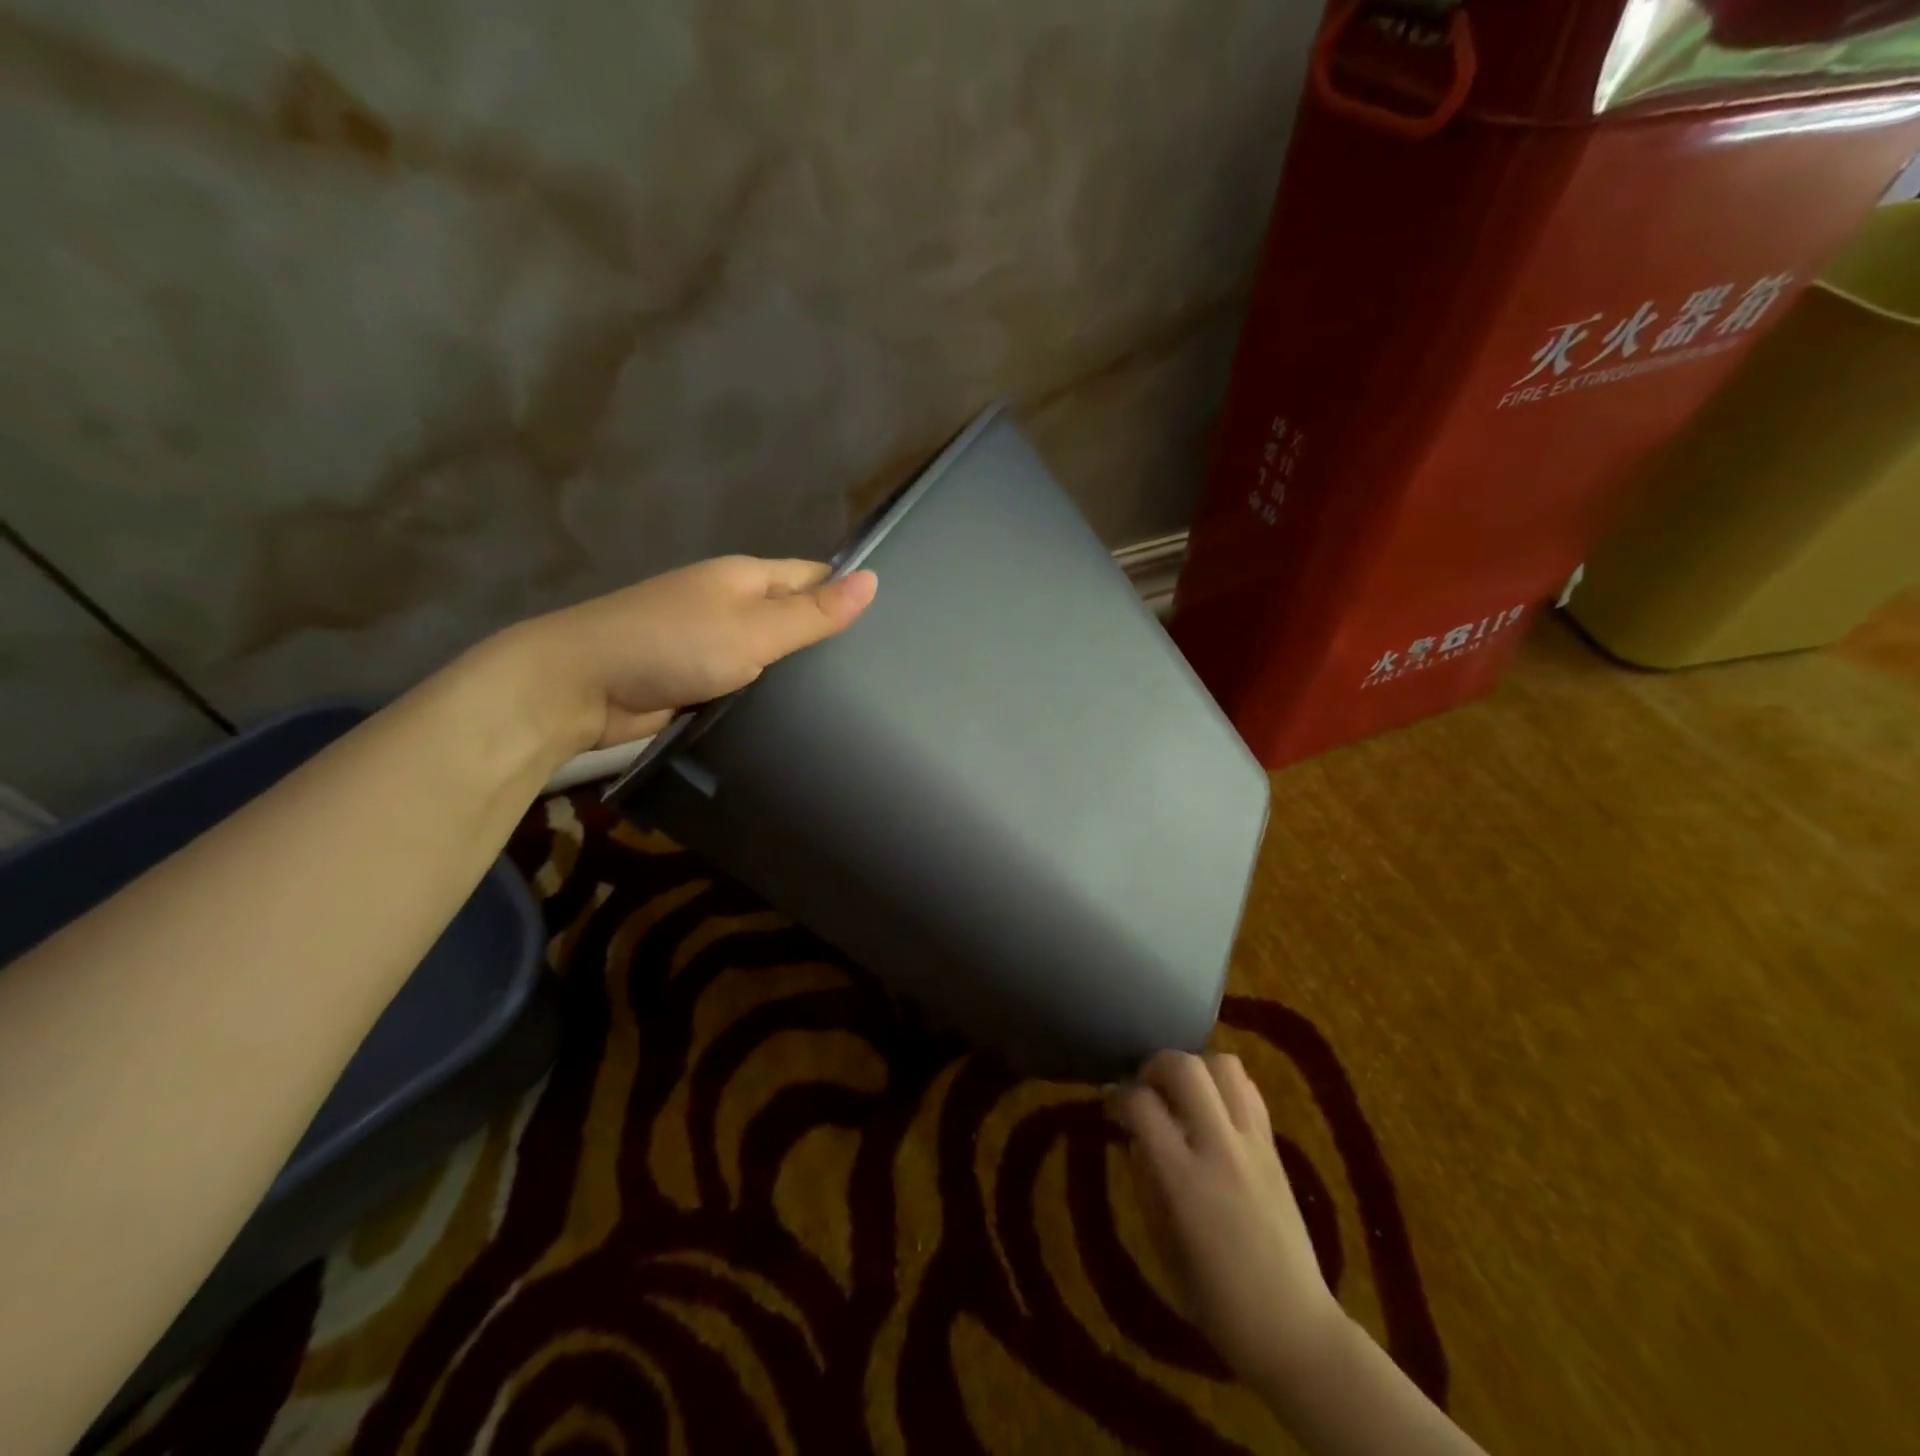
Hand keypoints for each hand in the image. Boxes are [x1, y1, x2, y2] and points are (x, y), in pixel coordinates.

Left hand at [508, 556, 877, 750]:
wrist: (579, 687)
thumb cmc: (671, 646)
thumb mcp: (753, 630)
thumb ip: (812, 613)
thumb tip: (874, 581)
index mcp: (747, 578)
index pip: (814, 577)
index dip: (850, 594)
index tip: (894, 627)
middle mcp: (732, 604)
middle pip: (794, 616)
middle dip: (829, 640)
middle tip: (884, 674)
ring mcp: (712, 642)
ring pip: (772, 654)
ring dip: (801, 674)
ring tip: (856, 701)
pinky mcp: (698, 679)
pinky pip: (748, 683)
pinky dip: (770, 696)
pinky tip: (802, 718)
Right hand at [1109, 1050, 1342, 1387]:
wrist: (1295, 1327)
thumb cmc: (1216, 1300)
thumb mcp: (1161, 1241)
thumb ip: (1145, 1177)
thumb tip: (1132, 1131)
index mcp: (1184, 1180)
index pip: (1142, 1104)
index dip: (1118, 1096)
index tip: (1110, 1106)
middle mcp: (1220, 1149)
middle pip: (1184, 1067)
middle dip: (1155, 1066)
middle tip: (1145, 1089)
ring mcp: (1253, 1144)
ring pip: (1223, 1064)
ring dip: (1195, 1068)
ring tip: (1181, 1094)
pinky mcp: (1275, 1146)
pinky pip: (1248, 1089)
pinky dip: (1224, 1084)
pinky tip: (1212, 1109)